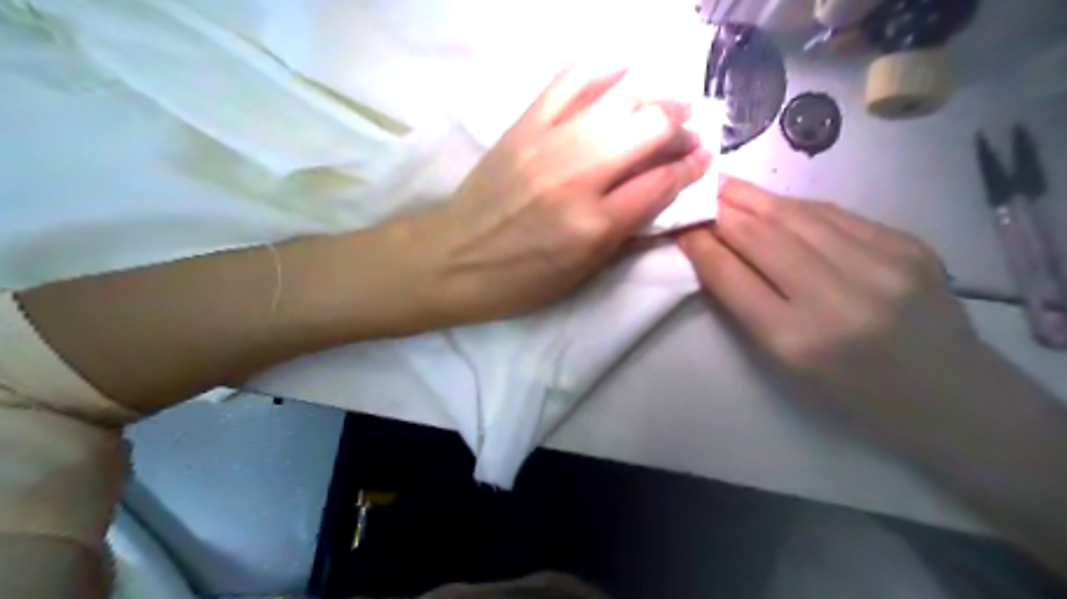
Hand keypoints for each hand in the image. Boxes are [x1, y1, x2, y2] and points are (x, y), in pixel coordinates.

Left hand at [404, 66, 710, 322]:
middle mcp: (578, 177)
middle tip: (685, 133)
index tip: (703, 159)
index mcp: (594, 225)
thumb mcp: (579, 276)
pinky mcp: (524, 126)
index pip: (660, 183)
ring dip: (652, 98)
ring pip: (617, 100)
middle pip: (648, 129)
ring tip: (664, 106)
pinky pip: (569, 81)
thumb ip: (625, 237)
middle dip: (678, 127)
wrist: (451, 259)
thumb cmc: (518, 280)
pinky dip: (602, 69)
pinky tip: (623, 70)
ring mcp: (548, 144)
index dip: (690, 168)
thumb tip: (661, 201)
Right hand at [677, 179, 987, 447]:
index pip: (731, 276)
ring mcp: (880, 264)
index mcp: (796, 339)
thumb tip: (714, 251)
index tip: (679, 225)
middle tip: (695, 191)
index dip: (700, 245)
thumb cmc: (850, 390)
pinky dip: (795, 205)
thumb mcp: (785, 361)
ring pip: (796, 215)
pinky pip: (834, 214)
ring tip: (725, 185)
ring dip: (753, 197)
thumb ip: (746, 304)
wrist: (948, 394)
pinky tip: (775, 201)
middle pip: (761, 237)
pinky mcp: (908, 244)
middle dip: (721, 210)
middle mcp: (837, 297)